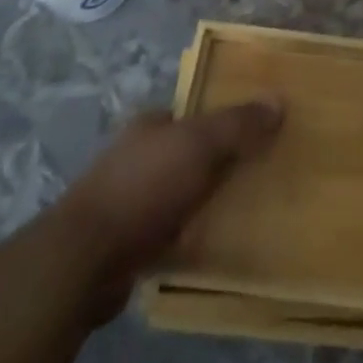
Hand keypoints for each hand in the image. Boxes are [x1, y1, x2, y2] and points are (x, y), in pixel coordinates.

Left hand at [58, 99, 283, 322]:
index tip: (255, 134)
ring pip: (177, 195)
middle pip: (187, 153)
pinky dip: (186, 238)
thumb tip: (279, 100)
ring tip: (242, 212)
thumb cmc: (144, 187)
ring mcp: (126, 202)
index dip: (224, 120)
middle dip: (216, 163)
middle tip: (256, 174)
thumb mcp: (201, 144)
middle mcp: (136, 157)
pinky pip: (167, 234)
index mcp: (150, 125)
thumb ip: (239, 124)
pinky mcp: (122, 246)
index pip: (193, 114)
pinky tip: (211, 248)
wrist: (82, 262)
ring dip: (202, 203)